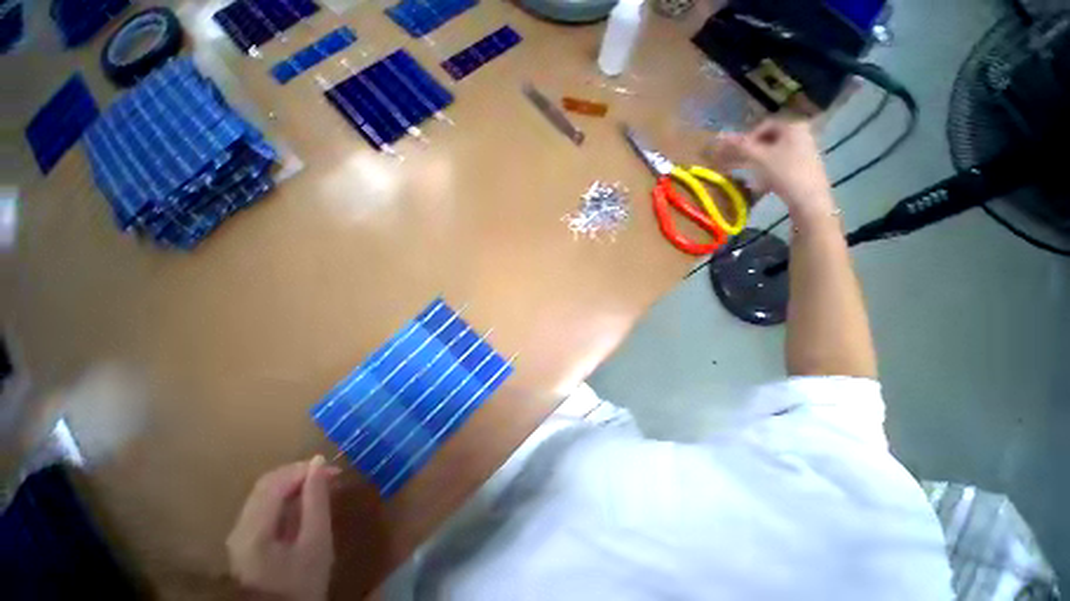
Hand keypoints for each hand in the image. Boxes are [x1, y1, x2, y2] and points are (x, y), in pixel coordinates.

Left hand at [227, 456, 339, 600]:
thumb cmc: (303, 587)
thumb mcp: (316, 550)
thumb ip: (316, 508)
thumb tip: (317, 466)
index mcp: (253, 527)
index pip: (273, 484)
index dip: (299, 471)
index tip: (329, 467)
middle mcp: (239, 524)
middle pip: (263, 487)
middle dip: (293, 476)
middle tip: (324, 474)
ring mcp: (238, 533)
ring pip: (260, 497)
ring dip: (286, 487)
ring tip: (314, 486)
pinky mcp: (242, 541)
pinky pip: (260, 511)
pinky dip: (279, 502)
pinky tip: (296, 506)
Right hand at [715, 119, 835, 218]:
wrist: (813, 207)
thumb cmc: (787, 174)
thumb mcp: (759, 158)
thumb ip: (739, 146)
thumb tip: (717, 137)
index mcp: (793, 126)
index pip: (764, 126)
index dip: (748, 137)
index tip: (738, 151)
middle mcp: (803, 136)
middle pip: (772, 141)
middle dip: (754, 152)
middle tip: (742, 164)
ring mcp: (809, 156)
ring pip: (779, 156)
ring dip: (762, 165)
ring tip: (751, 178)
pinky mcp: (811, 174)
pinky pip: (787, 168)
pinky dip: (774, 174)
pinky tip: (764, 187)